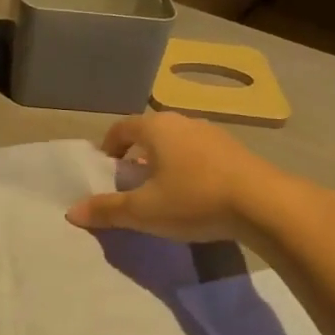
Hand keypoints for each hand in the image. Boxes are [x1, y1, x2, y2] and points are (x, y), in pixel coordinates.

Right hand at [66, 112, 285, 242]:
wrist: (263, 204)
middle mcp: (183, 122)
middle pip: (150, 133)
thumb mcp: (144, 211)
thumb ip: (107, 210)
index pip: (122, 127)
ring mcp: (213, 134)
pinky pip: (200, 153)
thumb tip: (71, 212)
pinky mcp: (235, 151)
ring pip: (177, 143)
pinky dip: (188, 167)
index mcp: (157, 128)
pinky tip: (194, 194)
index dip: (109, 146)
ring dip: (164, 161)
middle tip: (131, 182)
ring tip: (162, 190)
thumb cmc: (194, 200)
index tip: (106, 168)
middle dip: (136, 154)